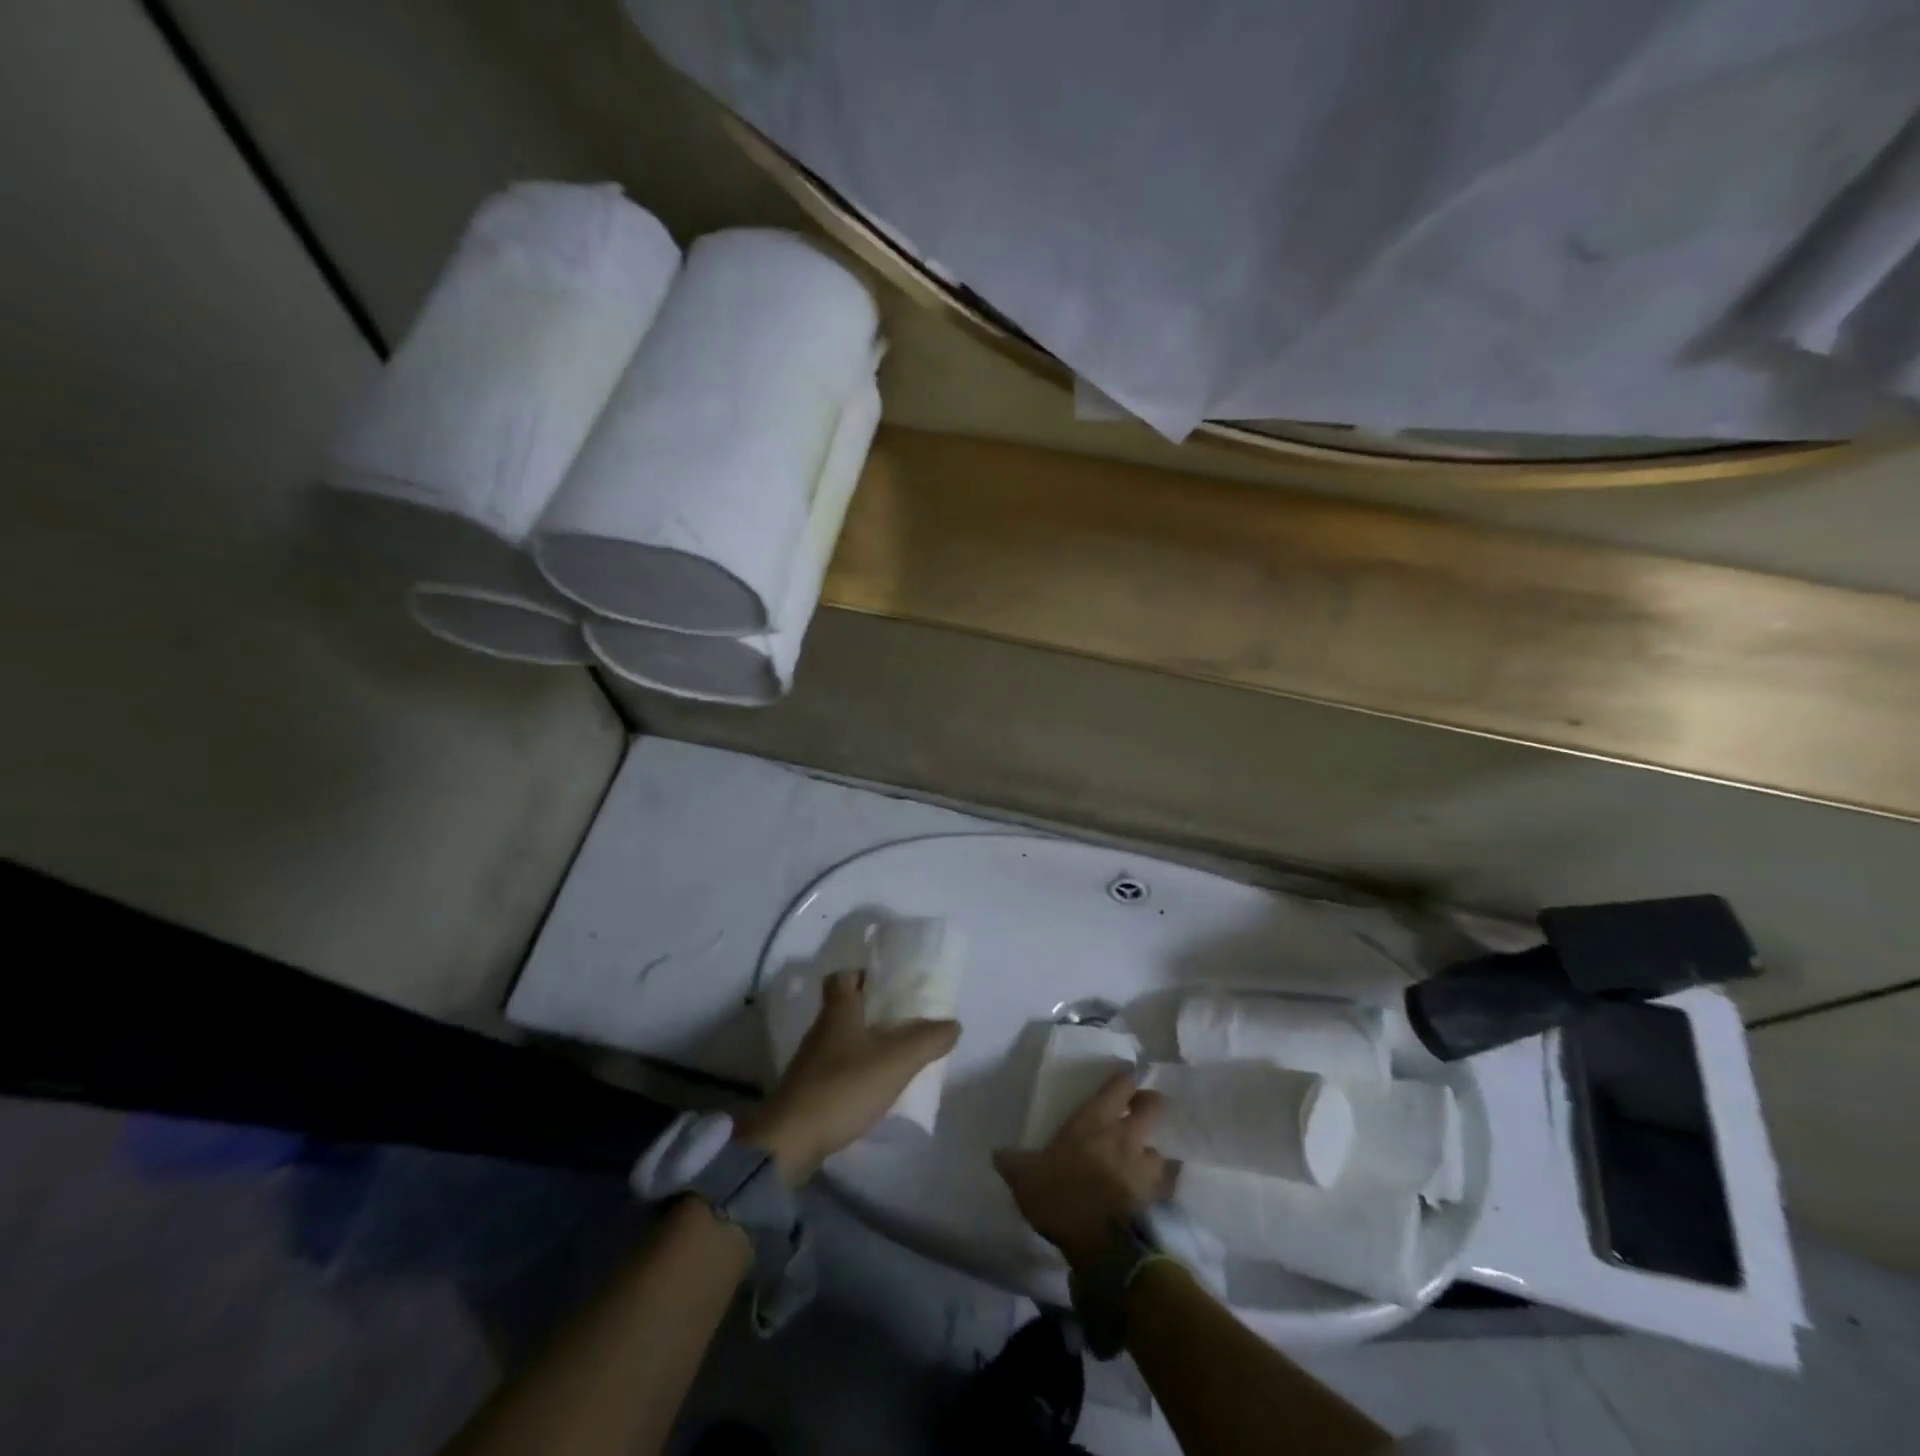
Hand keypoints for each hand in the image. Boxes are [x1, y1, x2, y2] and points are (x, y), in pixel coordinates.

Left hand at [738, 969, 959, 1184]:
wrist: (790, 1142)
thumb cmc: (843, 1087)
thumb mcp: (895, 1061)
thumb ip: (927, 1040)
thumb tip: (953, 1024)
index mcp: (838, 1012)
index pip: (842, 977)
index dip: (863, 974)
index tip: (887, 983)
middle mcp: (821, 1031)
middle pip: (844, 1008)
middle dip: (871, 1011)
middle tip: (903, 1020)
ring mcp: (810, 1063)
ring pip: (841, 1040)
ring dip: (864, 1043)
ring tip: (896, 1055)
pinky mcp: (807, 1092)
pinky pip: (836, 1070)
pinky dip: (855, 1072)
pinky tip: (874, 1087)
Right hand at [993, 1069, 1168, 1270]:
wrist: (1101, 1246)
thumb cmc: (1062, 1197)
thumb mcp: (1025, 1177)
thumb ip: (1013, 1162)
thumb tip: (998, 1153)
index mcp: (1095, 1120)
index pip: (1121, 1085)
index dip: (1126, 1080)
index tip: (1125, 1080)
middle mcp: (1127, 1135)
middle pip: (1155, 1106)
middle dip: (1151, 1105)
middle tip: (1140, 1114)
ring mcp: (1147, 1166)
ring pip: (1163, 1148)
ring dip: (1156, 1152)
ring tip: (1146, 1161)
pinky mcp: (1160, 1198)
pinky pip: (1168, 1184)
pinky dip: (1163, 1186)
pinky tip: (1153, 1193)